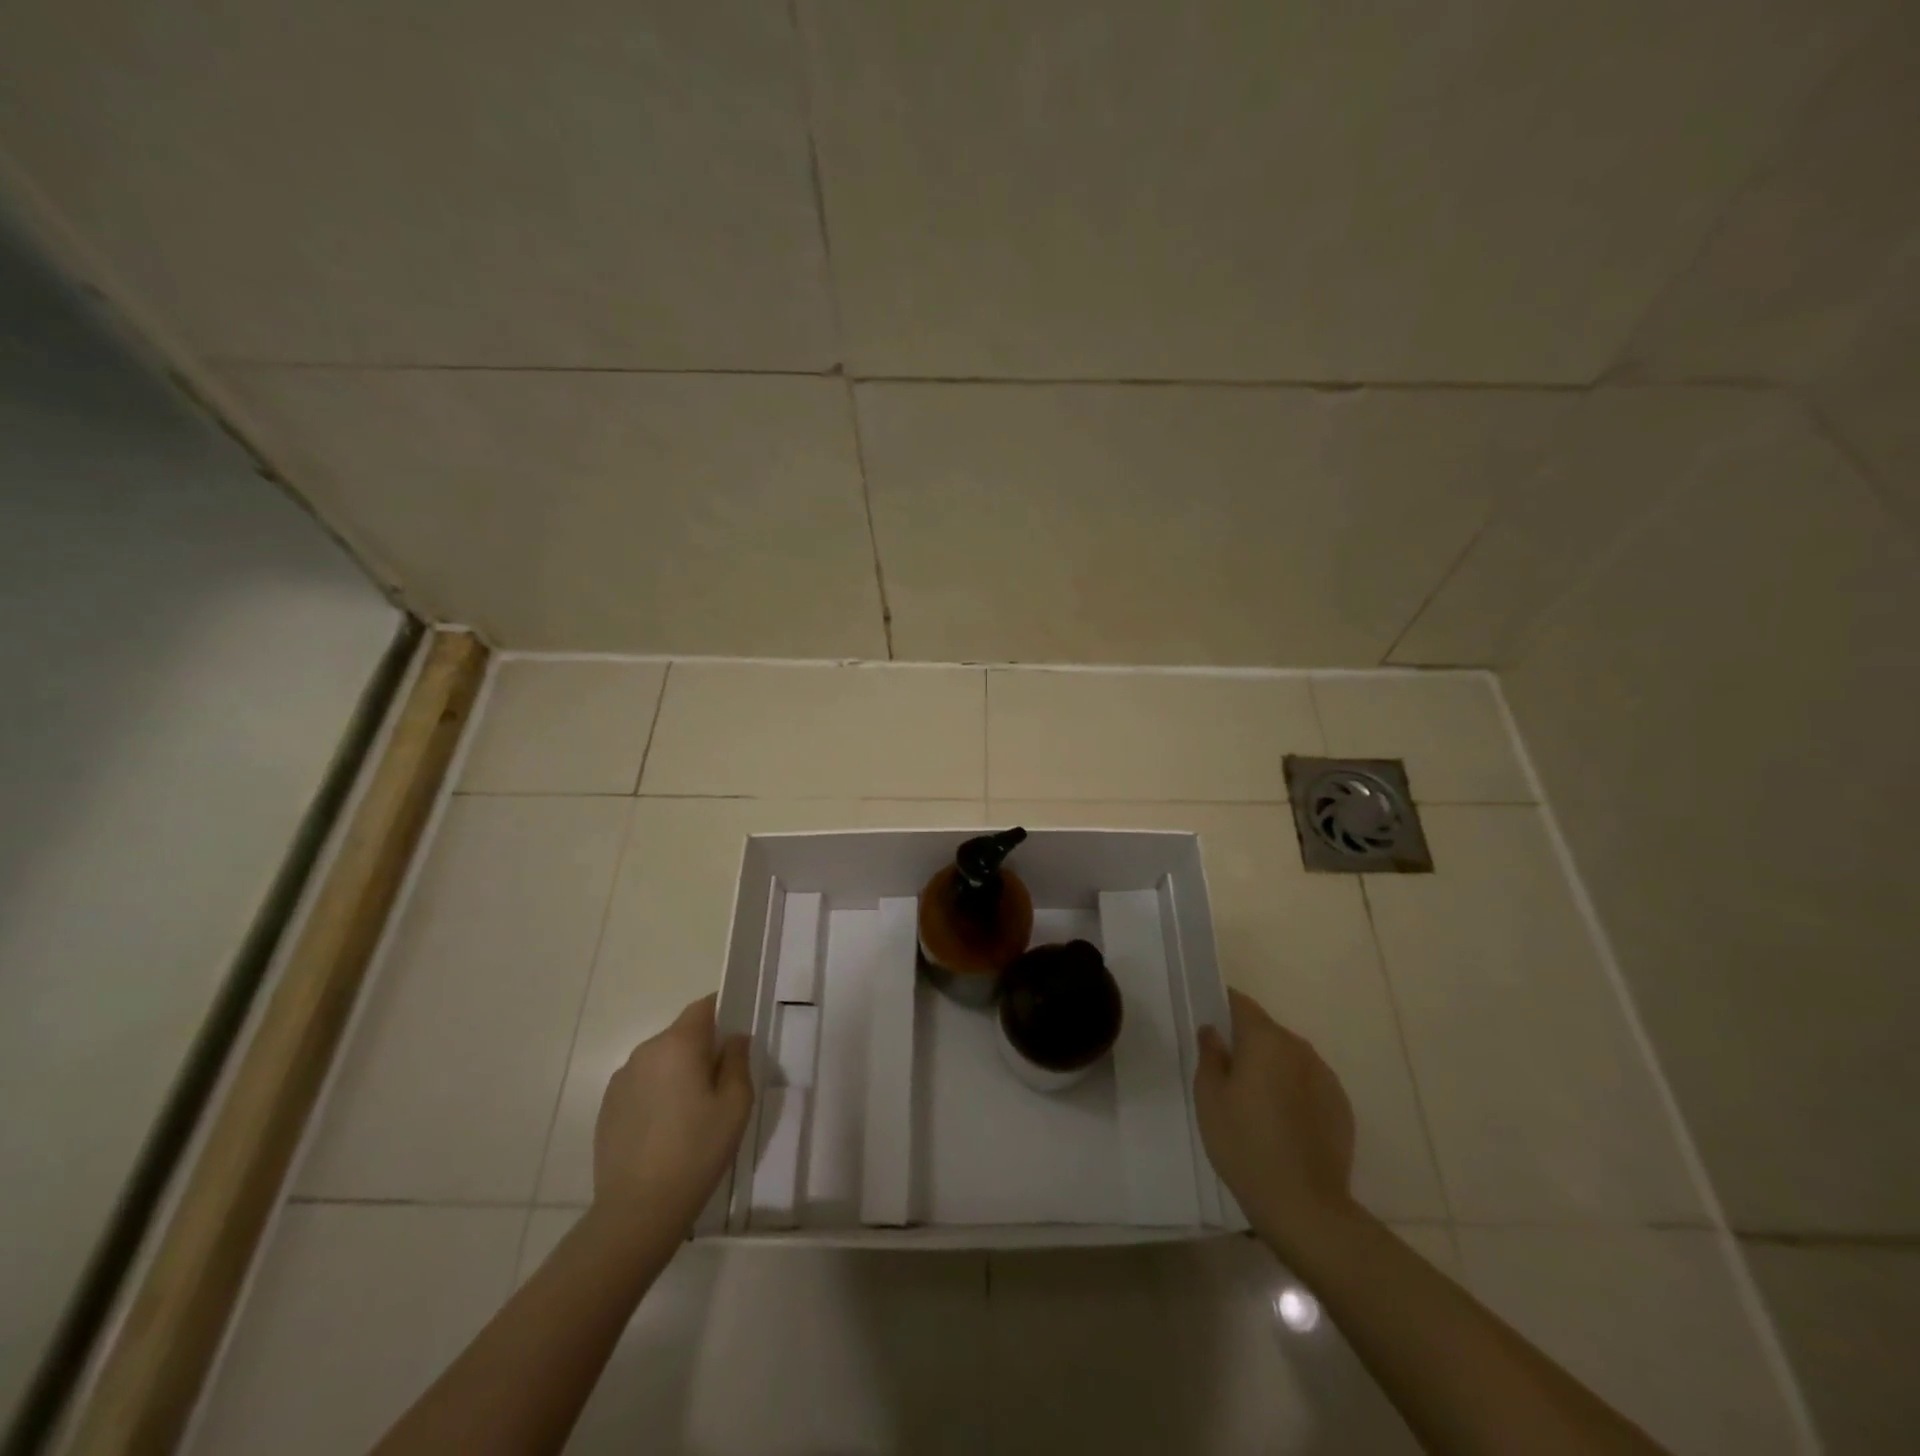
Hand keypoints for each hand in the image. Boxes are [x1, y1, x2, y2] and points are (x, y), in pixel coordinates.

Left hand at [592, 993, 753, 1236]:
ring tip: (692, 1113)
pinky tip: (666, 1130)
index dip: (723, 1013)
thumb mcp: (736, 1104)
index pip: (704, 1007)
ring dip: (678, 1073)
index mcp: (678, 1044)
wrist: (637, 1211)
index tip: (736, 1037)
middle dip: (702, 1049)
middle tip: (721, 1084)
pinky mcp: (607, 1107)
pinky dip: (657, 1095)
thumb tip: (733, 1039)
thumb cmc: (696, 1151)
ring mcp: (621, 1080)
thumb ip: (738, 1060)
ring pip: (661, 1060)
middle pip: (681, 1034)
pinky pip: (642, 1085)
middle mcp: (645, 1052)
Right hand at [1195, 988, 1357, 1256]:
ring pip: (1288, 1058)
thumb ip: (1210, 1055)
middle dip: (1246, 1043)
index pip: (1240, 1003)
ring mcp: (1325, 1076)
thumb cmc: (1244, 1143)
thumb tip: (1213, 1031)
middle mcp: (1298, 1048)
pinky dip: (1293, 1091)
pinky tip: (1282, 1124)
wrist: (1304, 1206)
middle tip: (1226, 1073)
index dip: (1222, 1006)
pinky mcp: (1341, 1106)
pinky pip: (1308, 1084)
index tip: (1209, 1024)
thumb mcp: (1209, 1097)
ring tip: (1254, 1103)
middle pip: (1266, 1031)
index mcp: (1264, 1039)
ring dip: (1271, 1068)